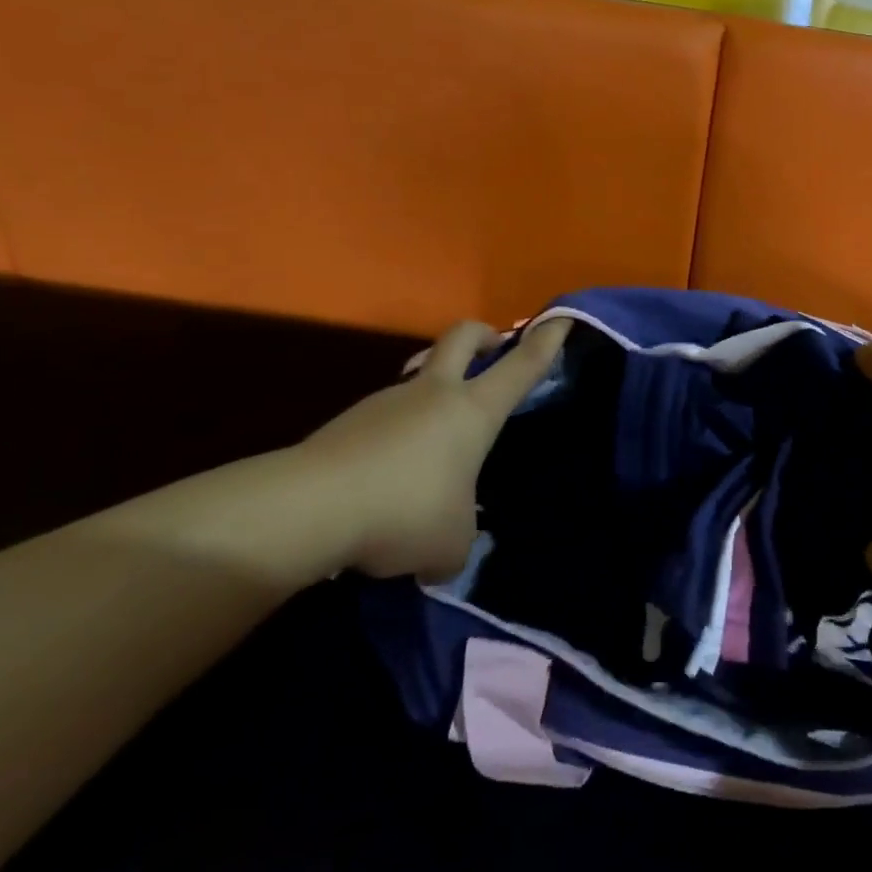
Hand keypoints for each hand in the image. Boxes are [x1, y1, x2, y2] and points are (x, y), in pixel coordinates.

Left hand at [297, 318, 570, 580]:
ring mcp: (386, 401)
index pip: (520, 367)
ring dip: (432, 393)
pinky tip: (388, 479)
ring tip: (432, 448)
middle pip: (462, 336)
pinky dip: (397, 435)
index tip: (561, 319)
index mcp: (473, 411)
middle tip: (494, 348)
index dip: (545, 342)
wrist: (310, 507)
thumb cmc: (405, 513)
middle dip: (484, 334)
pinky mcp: (348, 421)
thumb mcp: (451, 544)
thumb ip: (459, 540)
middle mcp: (433, 393)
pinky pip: (386, 417)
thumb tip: (444, 551)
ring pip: (418, 377)